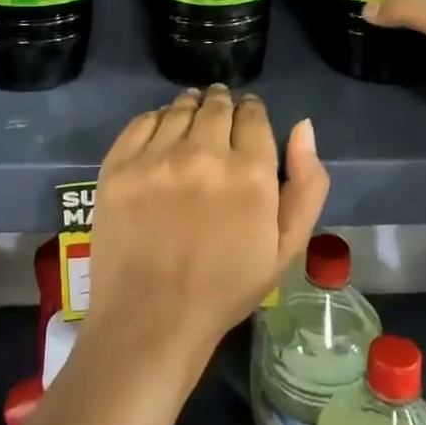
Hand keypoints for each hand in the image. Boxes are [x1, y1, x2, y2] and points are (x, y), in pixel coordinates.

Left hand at [86, 86, 329, 361]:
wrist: (150, 320)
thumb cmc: (225, 288)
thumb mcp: (286, 247)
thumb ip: (306, 184)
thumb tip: (303, 126)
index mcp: (250, 172)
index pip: (253, 113)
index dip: (251, 112)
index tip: (247, 120)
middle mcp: (204, 153)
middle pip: (217, 104)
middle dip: (223, 105)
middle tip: (219, 119)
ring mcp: (157, 157)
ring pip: (180, 107)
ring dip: (191, 108)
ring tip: (191, 123)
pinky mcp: (119, 164)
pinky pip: (143, 120)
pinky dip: (157, 120)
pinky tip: (162, 136)